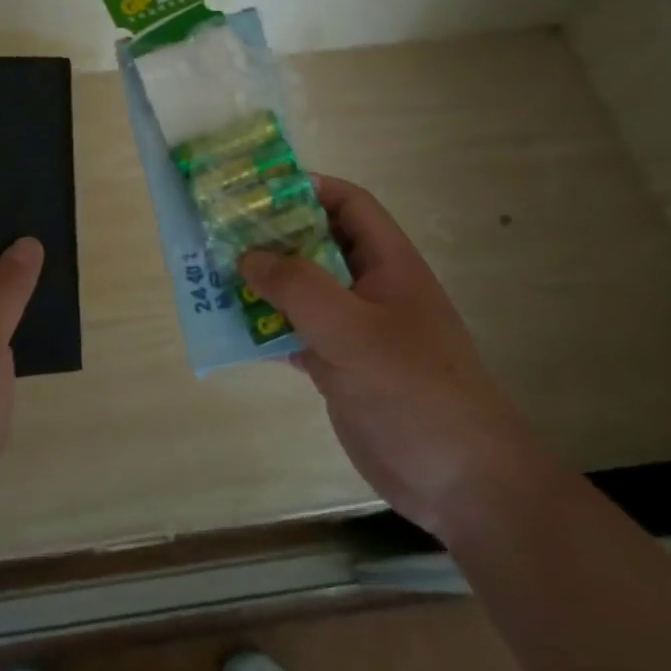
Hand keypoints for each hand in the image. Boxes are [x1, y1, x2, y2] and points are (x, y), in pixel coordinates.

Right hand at [238, 175, 556, 536]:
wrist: (458, 482)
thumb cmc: (413, 391)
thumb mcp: (353, 330)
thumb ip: (298, 287)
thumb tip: (248, 256)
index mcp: (387, 264)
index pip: (348, 205)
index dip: (307, 188)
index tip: (255, 191)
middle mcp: (369, 288)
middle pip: (316, 244)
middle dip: (271, 236)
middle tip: (219, 232)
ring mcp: (353, 330)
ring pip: (300, 291)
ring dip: (261, 283)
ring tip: (211, 275)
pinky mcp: (339, 366)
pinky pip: (294, 332)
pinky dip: (264, 327)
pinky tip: (230, 328)